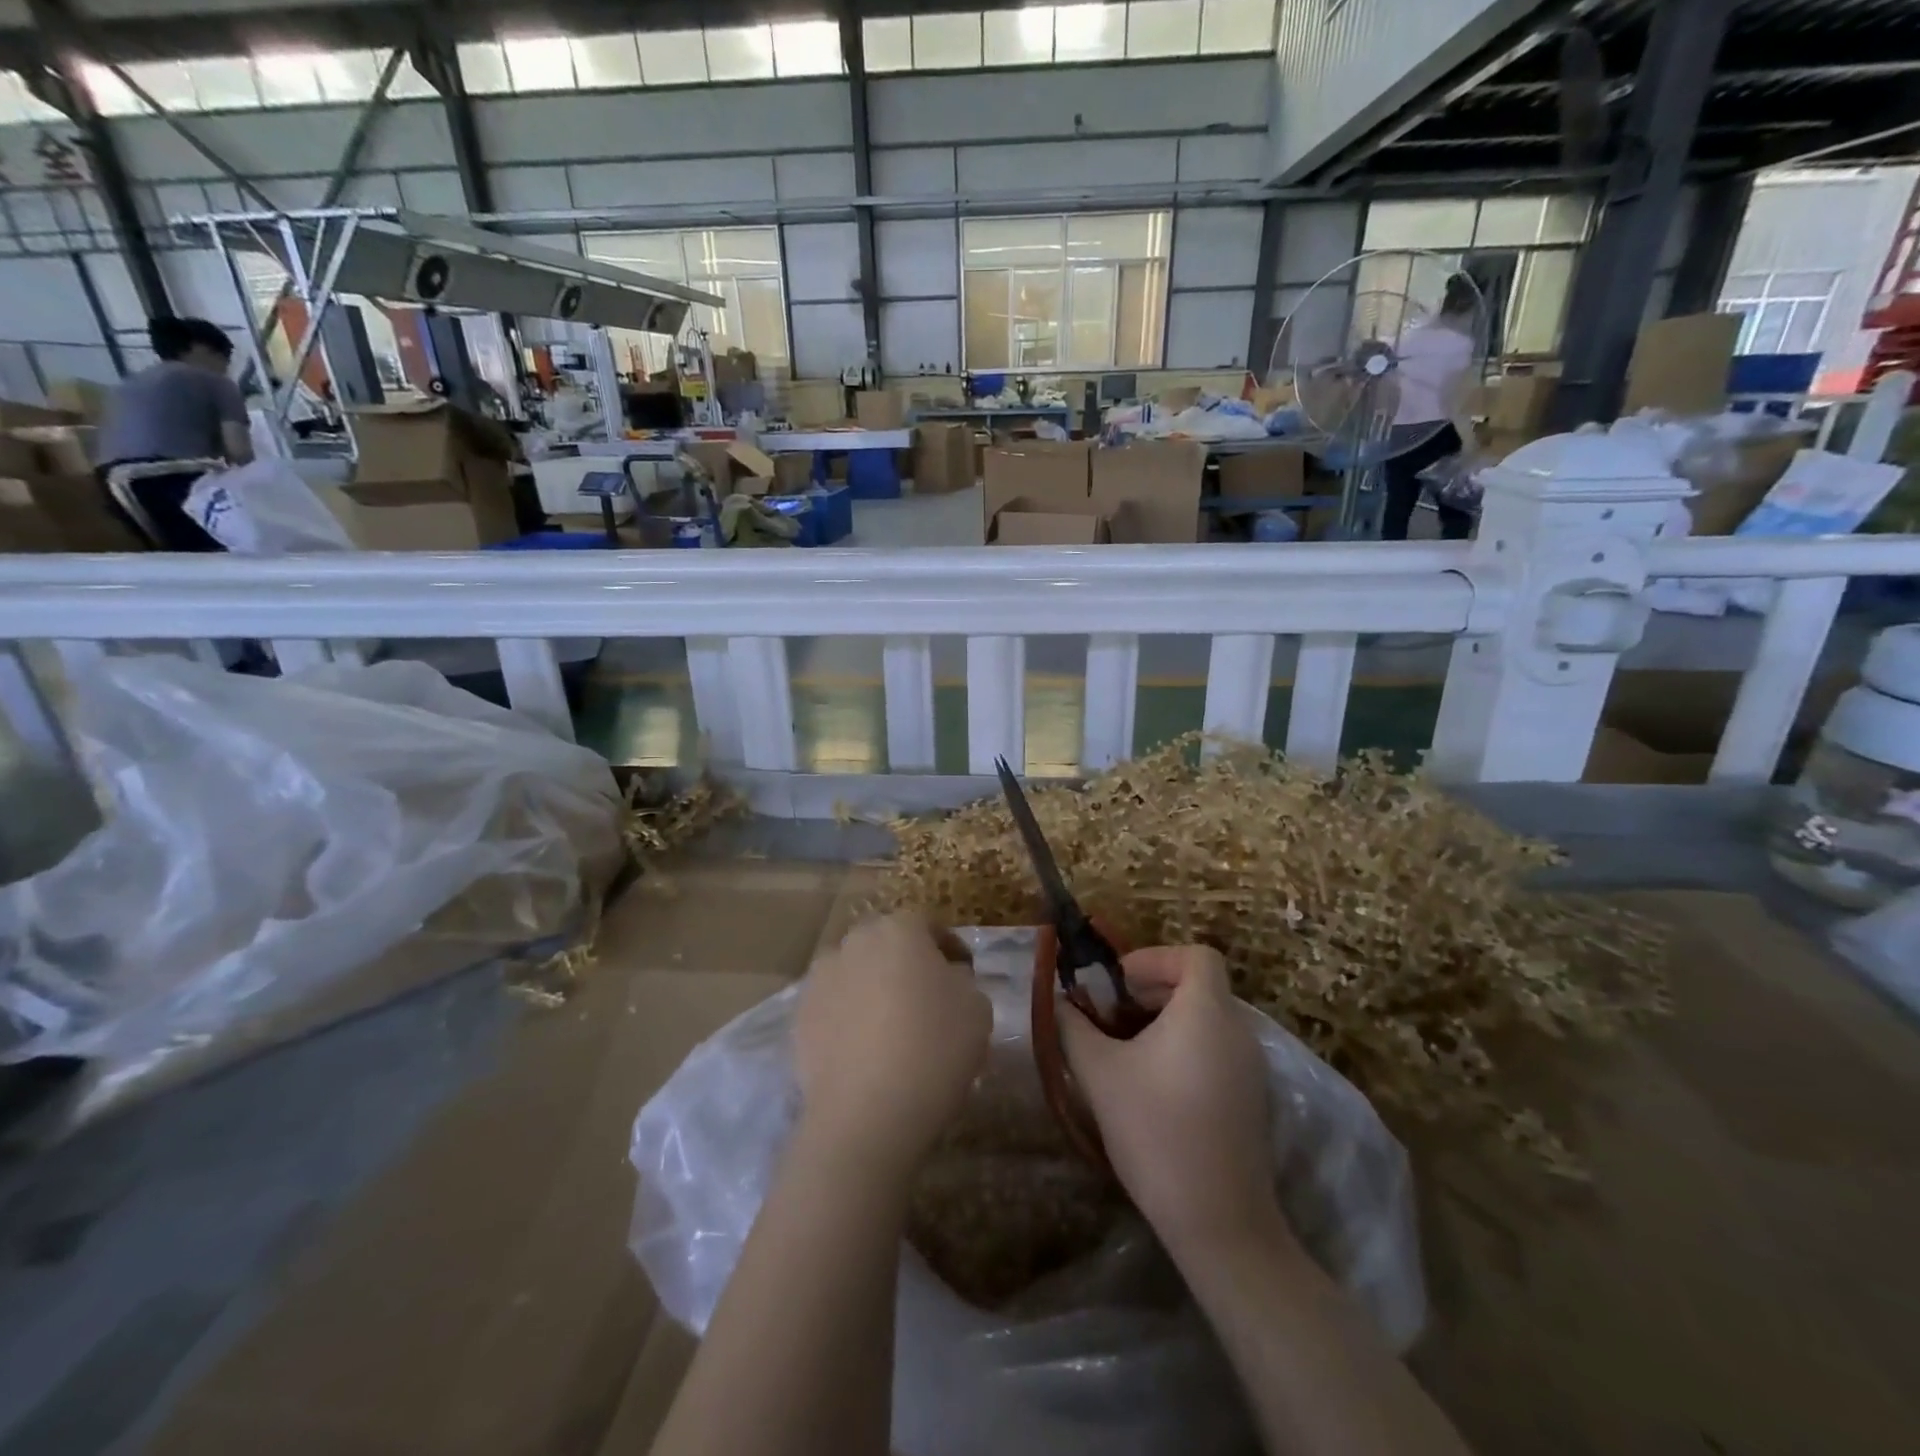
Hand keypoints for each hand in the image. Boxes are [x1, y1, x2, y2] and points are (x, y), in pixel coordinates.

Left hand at [794, 912, 990, 1170]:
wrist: (866, 1113)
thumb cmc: (933, 1049)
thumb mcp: (977, 1008)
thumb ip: (963, 980)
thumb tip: (946, 977)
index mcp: (899, 929)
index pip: (929, 924)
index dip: (949, 947)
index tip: (964, 973)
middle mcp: (854, 941)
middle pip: (886, 943)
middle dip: (906, 962)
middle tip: (927, 997)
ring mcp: (821, 978)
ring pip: (856, 972)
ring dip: (873, 986)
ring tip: (890, 1025)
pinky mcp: (799, 1016)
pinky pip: (833, 1005)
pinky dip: (848, 1016)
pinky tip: (863, 1049)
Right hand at [1060, 946, 1280, 1255]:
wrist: (1219, 1222)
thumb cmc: (1155, 1131)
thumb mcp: (1099, 1073)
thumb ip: (1074, 1027)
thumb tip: (1059, 1003)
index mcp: (1207, 1011)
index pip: (1195, 955)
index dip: (1155, 958)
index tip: (1119, 985)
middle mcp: (1239, 1031)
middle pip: (1199, 986)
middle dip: (1151, 992)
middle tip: (1112, 1018)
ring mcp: (1252, 1068)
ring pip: (1208, 1020)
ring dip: (1166, 1022)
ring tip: (1126, 1053)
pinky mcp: (1253, 1100)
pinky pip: (1218, 1050)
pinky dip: (1186, 1049)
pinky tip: (1155, 1088)